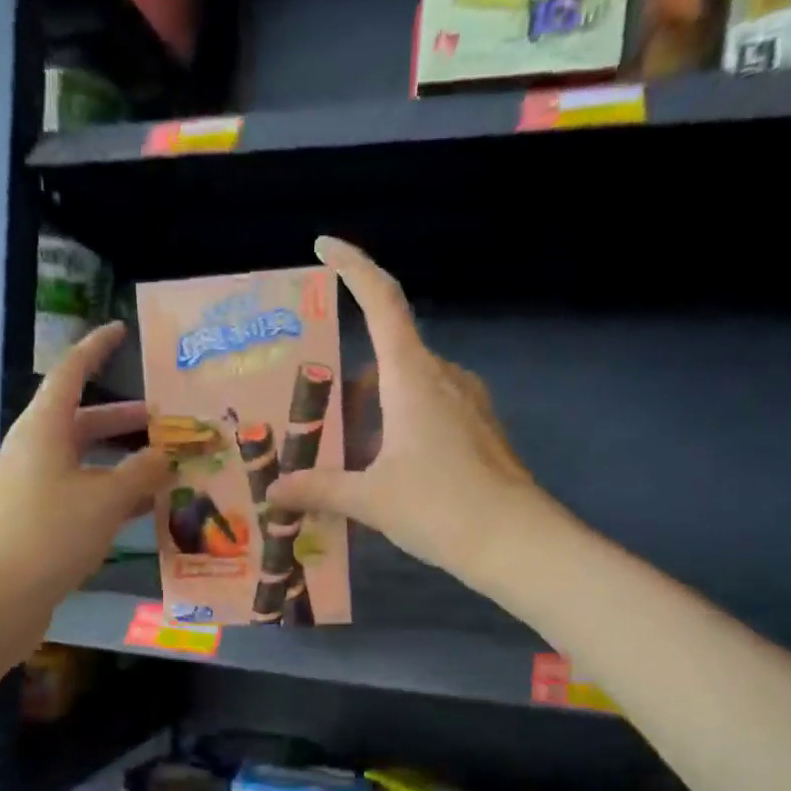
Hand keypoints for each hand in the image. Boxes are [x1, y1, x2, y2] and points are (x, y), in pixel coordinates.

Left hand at [0, 324, 169, 611]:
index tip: (120, 330)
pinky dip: (110, 494)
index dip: (95, 349)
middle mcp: (34, 450)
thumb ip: (141, 474)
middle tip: (165, 419)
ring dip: (122, 461)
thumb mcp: (106, 500)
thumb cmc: (50, 534)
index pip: (70, 373)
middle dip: (123, 419)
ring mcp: (32, 487)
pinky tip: (142, 510)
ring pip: (84, 461)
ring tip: (165, 467)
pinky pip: (79, 493)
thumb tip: (165, 455)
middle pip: (82, 421)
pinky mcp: (36, 520)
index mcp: (43, 429)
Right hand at [266, 237, 541, 582]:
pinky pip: (431, 411)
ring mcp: (468, 402)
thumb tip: (273, 492)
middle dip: (350, 383)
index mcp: (412, 376)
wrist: (517, 543)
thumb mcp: (369, 499)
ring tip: (346, 455)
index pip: (382, 300)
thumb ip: (319, 488)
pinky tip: (386, 471)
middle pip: (388, 354)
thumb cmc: (439, 507)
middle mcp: (443, 376)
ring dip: (375, 410)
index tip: (324, 247)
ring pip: (409, 387)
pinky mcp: (481, 429)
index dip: (354, 266)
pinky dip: (400, 426)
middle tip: (317, 417)